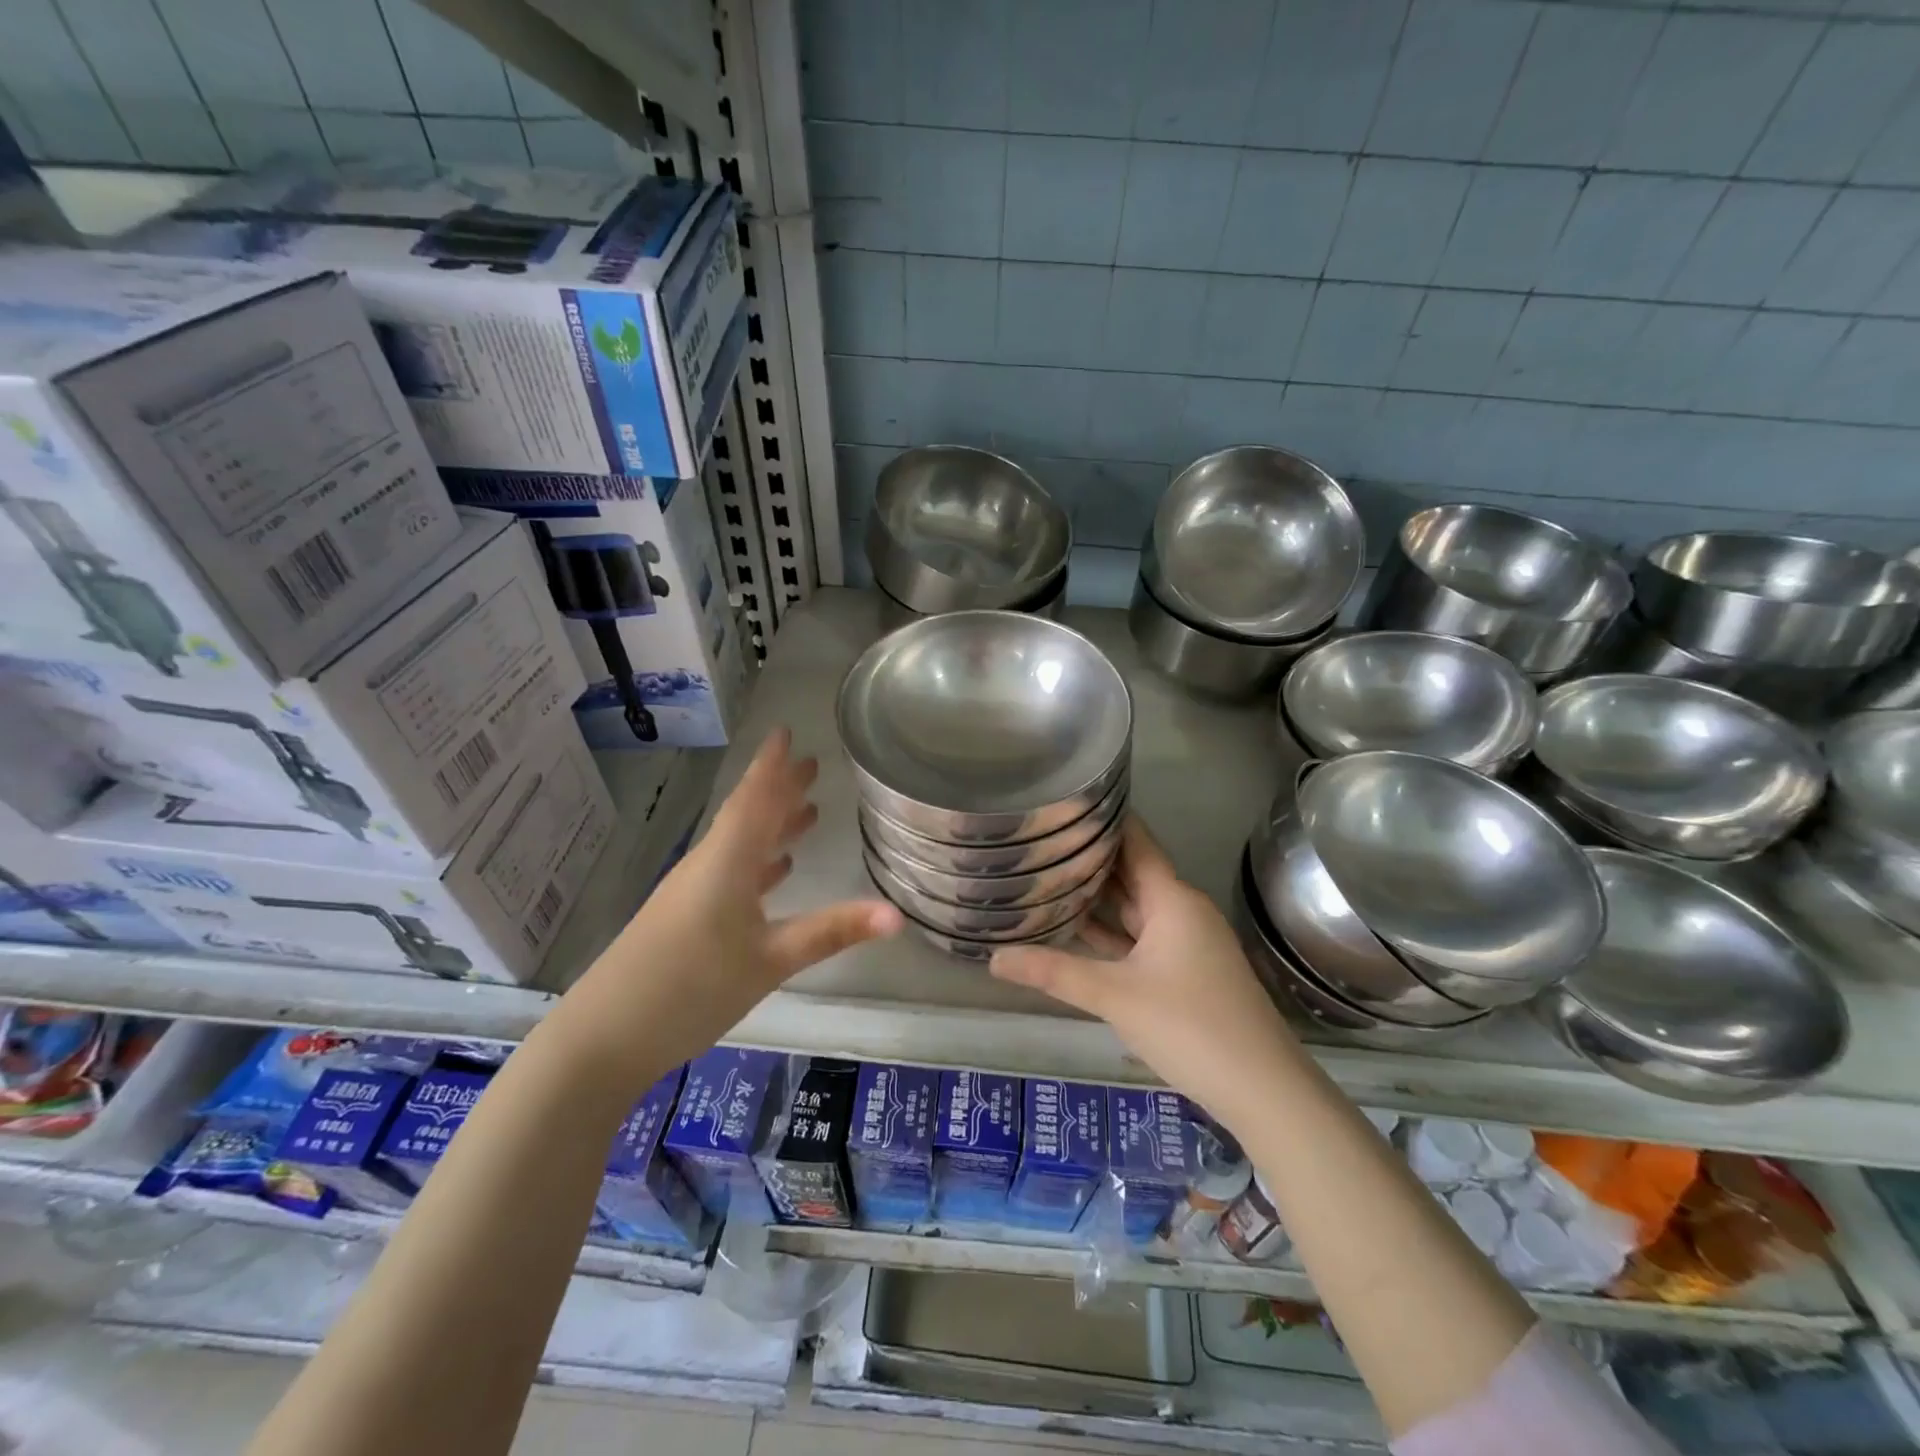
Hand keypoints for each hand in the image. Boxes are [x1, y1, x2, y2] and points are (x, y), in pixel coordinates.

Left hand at [569, 730, 902, 1064]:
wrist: (605, 1037)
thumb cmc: (691, 987)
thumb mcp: (771, 960)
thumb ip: (833, 932)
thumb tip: (898, 914)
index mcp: (727, 861)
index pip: (754, 799)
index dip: (772, 765)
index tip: (787, 731)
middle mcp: (709, 866)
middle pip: (749, 816)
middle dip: (781, 789)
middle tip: (813, 765)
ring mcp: (694, 892)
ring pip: (742, 845)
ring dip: (773, 825)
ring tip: (808, 811)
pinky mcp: (687, 918)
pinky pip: (731, 873)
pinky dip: (758, 863)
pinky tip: (776, 870)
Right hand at [990, 816, 1301, 1131]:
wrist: (1263, 1089)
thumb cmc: (1190, 1026)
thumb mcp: (1115, 996)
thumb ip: (1054, 972)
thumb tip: (993, 958)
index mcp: (1172, 899)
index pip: (1135, 841)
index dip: (1104, 819)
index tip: (1064, 802)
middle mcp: (1181, 910)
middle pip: (1131, 873)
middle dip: (1089, 859)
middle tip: (1040, 840)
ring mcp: (1186, 942)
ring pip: (1134, 908)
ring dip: (1098, 898)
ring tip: (1047, 878)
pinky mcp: (1186, 970)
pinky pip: (1141, 937)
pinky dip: (1112, 933)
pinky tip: (1077, 932)